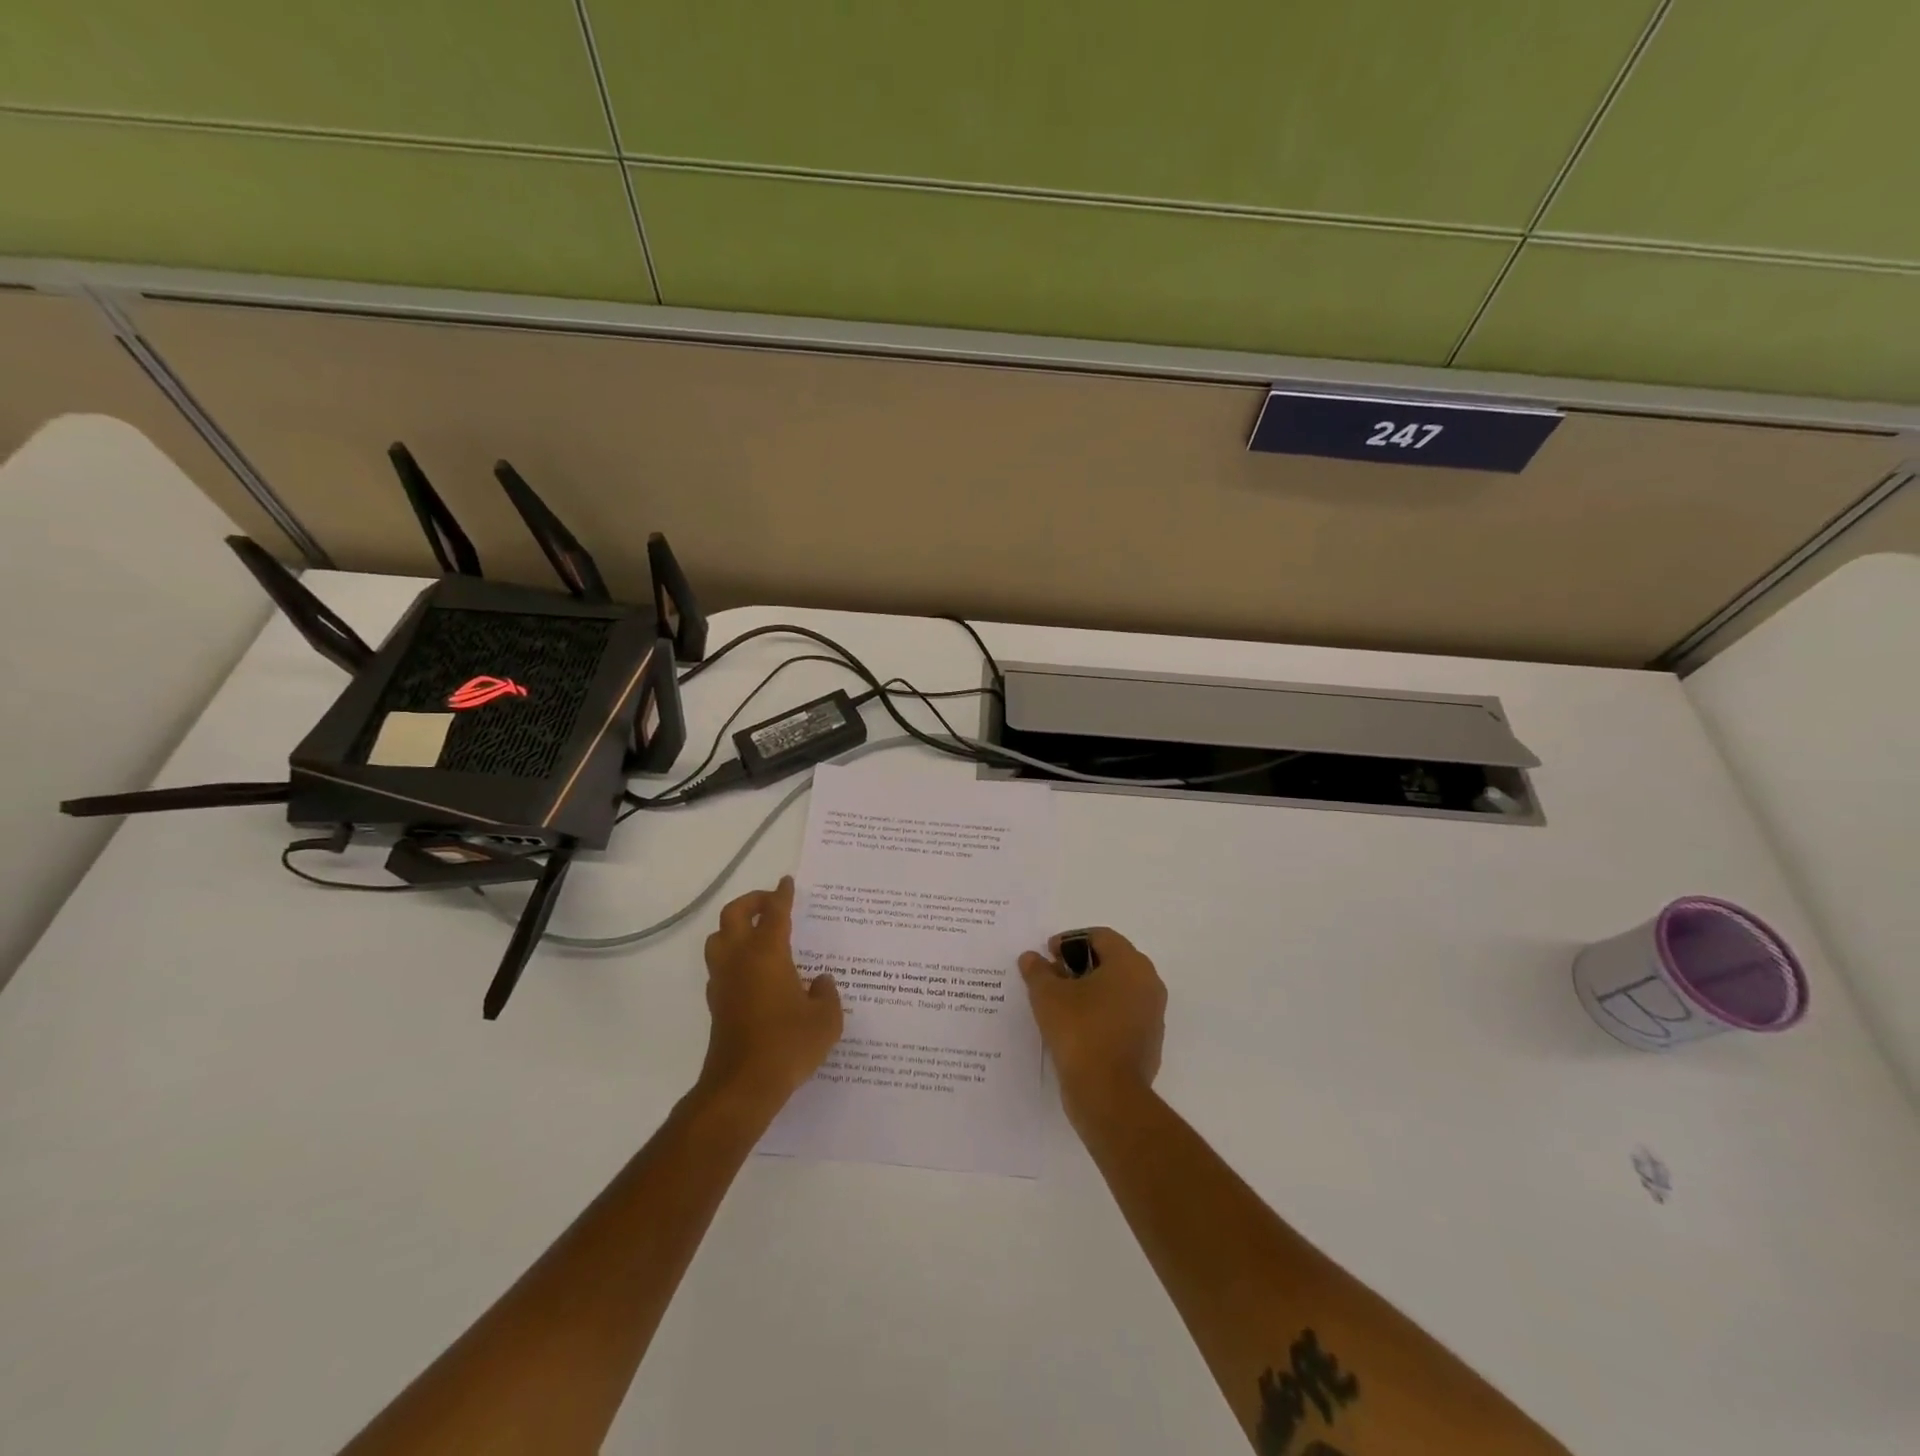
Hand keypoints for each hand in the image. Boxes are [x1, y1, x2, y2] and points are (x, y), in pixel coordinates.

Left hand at [698, 877, 842, 1111]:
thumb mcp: (825, 1019)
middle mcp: (740, 959)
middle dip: (752, 901)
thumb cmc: (788, 1045)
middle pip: (734, 915)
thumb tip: (820, 981)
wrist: (743, 1086)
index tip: (787, 882)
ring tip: (757, 932)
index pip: (775, 912)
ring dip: (735, 927)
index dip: (782, 894)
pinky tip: (753, 970)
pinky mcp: (716, 1003)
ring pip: (718, 938)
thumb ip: (826, 995)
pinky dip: (733, 955)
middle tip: (771, 902)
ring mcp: (723, 981)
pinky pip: (720, 965)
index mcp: (767, 953)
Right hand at [1018, 927, 1165, 1121]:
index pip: (1100, 936)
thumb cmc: (1079, 1031)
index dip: (1070, 940)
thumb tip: (1031, 958)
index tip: (1048, 955)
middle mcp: (1148, 983)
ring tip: (1060, 1003)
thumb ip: (1038, 971)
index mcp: (1130, 964)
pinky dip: (1101, 1013)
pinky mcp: (1149, 1042)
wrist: (1108, 1094)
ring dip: (1091, 989)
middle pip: (1112, 960)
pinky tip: (1076, 1027)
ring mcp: (1152, 1014)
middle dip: (1080, 964)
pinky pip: (1123, 1015)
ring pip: (1118, 989)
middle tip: (1052, 976)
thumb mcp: (1047, 995)